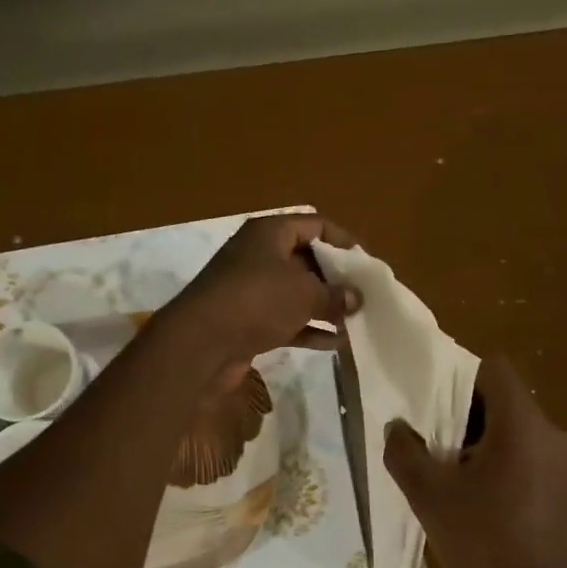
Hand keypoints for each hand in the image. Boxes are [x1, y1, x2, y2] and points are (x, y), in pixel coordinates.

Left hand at [158, 214, 360, 385]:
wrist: (201, 343)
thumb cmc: (258, 300)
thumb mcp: (306, 294)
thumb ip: (336, 294)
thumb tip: (356, 298)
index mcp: (270, 233)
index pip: (314, 224)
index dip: (342, 240)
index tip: (365, 262)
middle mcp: (258, 255)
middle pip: (305, 259)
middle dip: (335, 278)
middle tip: (363, 295)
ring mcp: (250, 289)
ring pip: (296, 293)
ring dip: (324, 307)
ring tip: (355, 321)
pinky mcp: (246, 320)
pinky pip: (285, 319)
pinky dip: (309, 329)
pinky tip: (335, 343)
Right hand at [384, 356, 566, 567]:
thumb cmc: (485, 545)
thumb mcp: (430, 497)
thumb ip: (405, 453)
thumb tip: (396, 427)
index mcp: (522, 424)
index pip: (492, 368)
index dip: (456, 375)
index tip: (427, 401)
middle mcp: (549, 433)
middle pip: (501, 399)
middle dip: (460, 412)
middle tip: (425, 437)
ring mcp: (559, 464)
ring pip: (510, 430)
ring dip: (475, 440)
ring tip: (441, 470)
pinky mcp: (560, 490)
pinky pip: (523, 456)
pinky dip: (495, 461)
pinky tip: (469, 497)